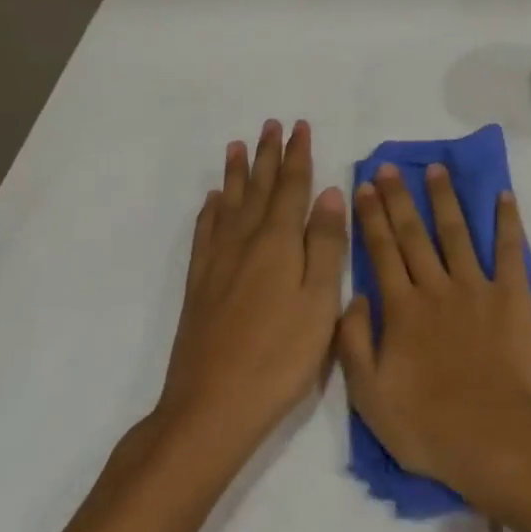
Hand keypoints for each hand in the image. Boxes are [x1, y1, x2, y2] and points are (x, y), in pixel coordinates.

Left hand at [158, 120, 345, 454]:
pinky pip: (205, 234)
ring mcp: (218, 264)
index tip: (299, 126)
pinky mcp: (199, 286)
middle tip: (271, 124)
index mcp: (279, 243)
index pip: (291, 187)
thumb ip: (327, 245)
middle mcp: (245, 242)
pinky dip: (210, 212)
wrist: (211, 407)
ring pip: (228, 205)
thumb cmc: (280, 356)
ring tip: (237, 146)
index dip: (297, 155)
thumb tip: (330, 193)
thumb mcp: (320, 301)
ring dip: (236, 174)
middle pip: (258, 188)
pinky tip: (211, 202)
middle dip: (267, 155)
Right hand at [337, 163, 530, 504]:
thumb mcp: (370, 398)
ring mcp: (476, 287)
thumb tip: (351, 297)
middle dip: (399, 198)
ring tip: (436, 169)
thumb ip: (354, 344)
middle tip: (390, 167)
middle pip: (414, 234)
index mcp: (401, 310)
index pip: (381, 252)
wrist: (496, 438)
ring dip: (444, 198)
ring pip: (456, 232)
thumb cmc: (429, 426)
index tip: (364, 186)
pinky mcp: (512, 295)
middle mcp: (436, 288)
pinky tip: (504, 195)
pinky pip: (509, 249)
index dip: (371, 218)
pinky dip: (507, 221)